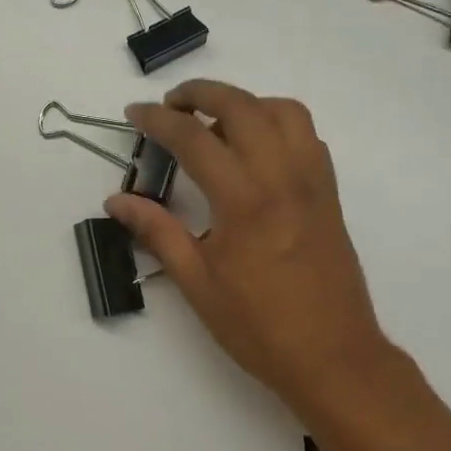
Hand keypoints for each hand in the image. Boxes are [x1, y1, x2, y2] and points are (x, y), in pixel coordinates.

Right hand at [107, 80, 392, 411]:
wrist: (333, 357)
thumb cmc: (259, 327)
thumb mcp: (197, 283)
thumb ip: (157, 232)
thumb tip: (116, 200)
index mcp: (244, 201)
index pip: (194, 138)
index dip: (158, 119)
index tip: (135, 113)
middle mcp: (283, 177)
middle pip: (242, 106)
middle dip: (201, 93)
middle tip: (171, 105)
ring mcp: (313, 182)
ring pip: (284, 111)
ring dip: (246, 102)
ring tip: (216, 122)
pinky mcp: (330, 194)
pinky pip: (307, 136)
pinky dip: (278, 123)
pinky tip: (256, 150)